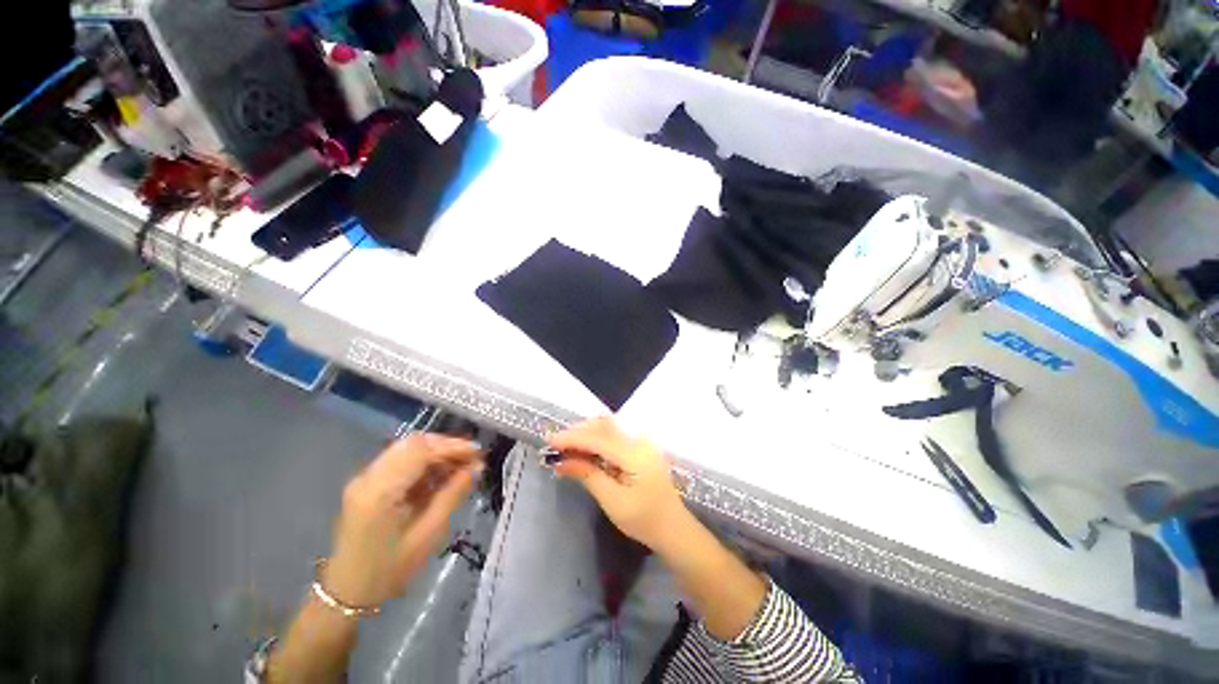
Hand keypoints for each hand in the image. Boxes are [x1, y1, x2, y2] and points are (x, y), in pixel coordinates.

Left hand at [323, 434, 482, 608]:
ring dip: (436, 452)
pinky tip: (439, 475)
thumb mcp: (427, 535)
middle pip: (413, 443)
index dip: (451, 446)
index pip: (419, 450)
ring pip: (408, 448)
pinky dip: (424, 461)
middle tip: (471, 459)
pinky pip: (401, 459)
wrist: (347, 590)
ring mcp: (364, 477)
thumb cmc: (389, 569)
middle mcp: (368, 476)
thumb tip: (477, 467)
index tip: (477, 454)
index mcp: (379, 492)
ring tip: (460, 467)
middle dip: (446, 446)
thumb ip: (452, 496)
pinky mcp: (367, 482)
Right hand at [548, 418, 688, 552]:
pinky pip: (615, 435)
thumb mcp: (612, 501)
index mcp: (634, 453)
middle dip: (577, 432)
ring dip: (586, 432)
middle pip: (603, 426)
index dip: (572, 438)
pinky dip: (596, 438)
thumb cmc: (644, 519)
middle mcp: (639, 440)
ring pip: (608, 427)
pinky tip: (584, 448)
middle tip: (554, 444)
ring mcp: (641, 441)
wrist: (673, 527)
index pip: (597, 438)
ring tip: (565, 446)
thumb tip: (562, 461)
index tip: (549, 441)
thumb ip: (588, 475)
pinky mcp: (640, 447)